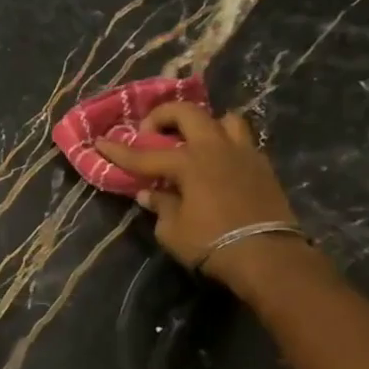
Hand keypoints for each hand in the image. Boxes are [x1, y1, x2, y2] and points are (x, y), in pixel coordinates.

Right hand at [96, 103, 304, 288]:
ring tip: (193, 141)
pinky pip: (241, 141)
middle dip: (163, 116)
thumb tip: (151, 193)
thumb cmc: (212, 244)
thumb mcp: (172, 231)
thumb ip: (160, 206)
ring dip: (204, 124)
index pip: (144, 155)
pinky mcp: (263, 166)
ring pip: (223, 119)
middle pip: (187, 113)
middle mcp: (215, 148)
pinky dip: (225, 144)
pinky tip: (218, 162)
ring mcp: (243, 153)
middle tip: (150, 132)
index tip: (101, 142)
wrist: (267, 255)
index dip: (119, 151)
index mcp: (189, 162)